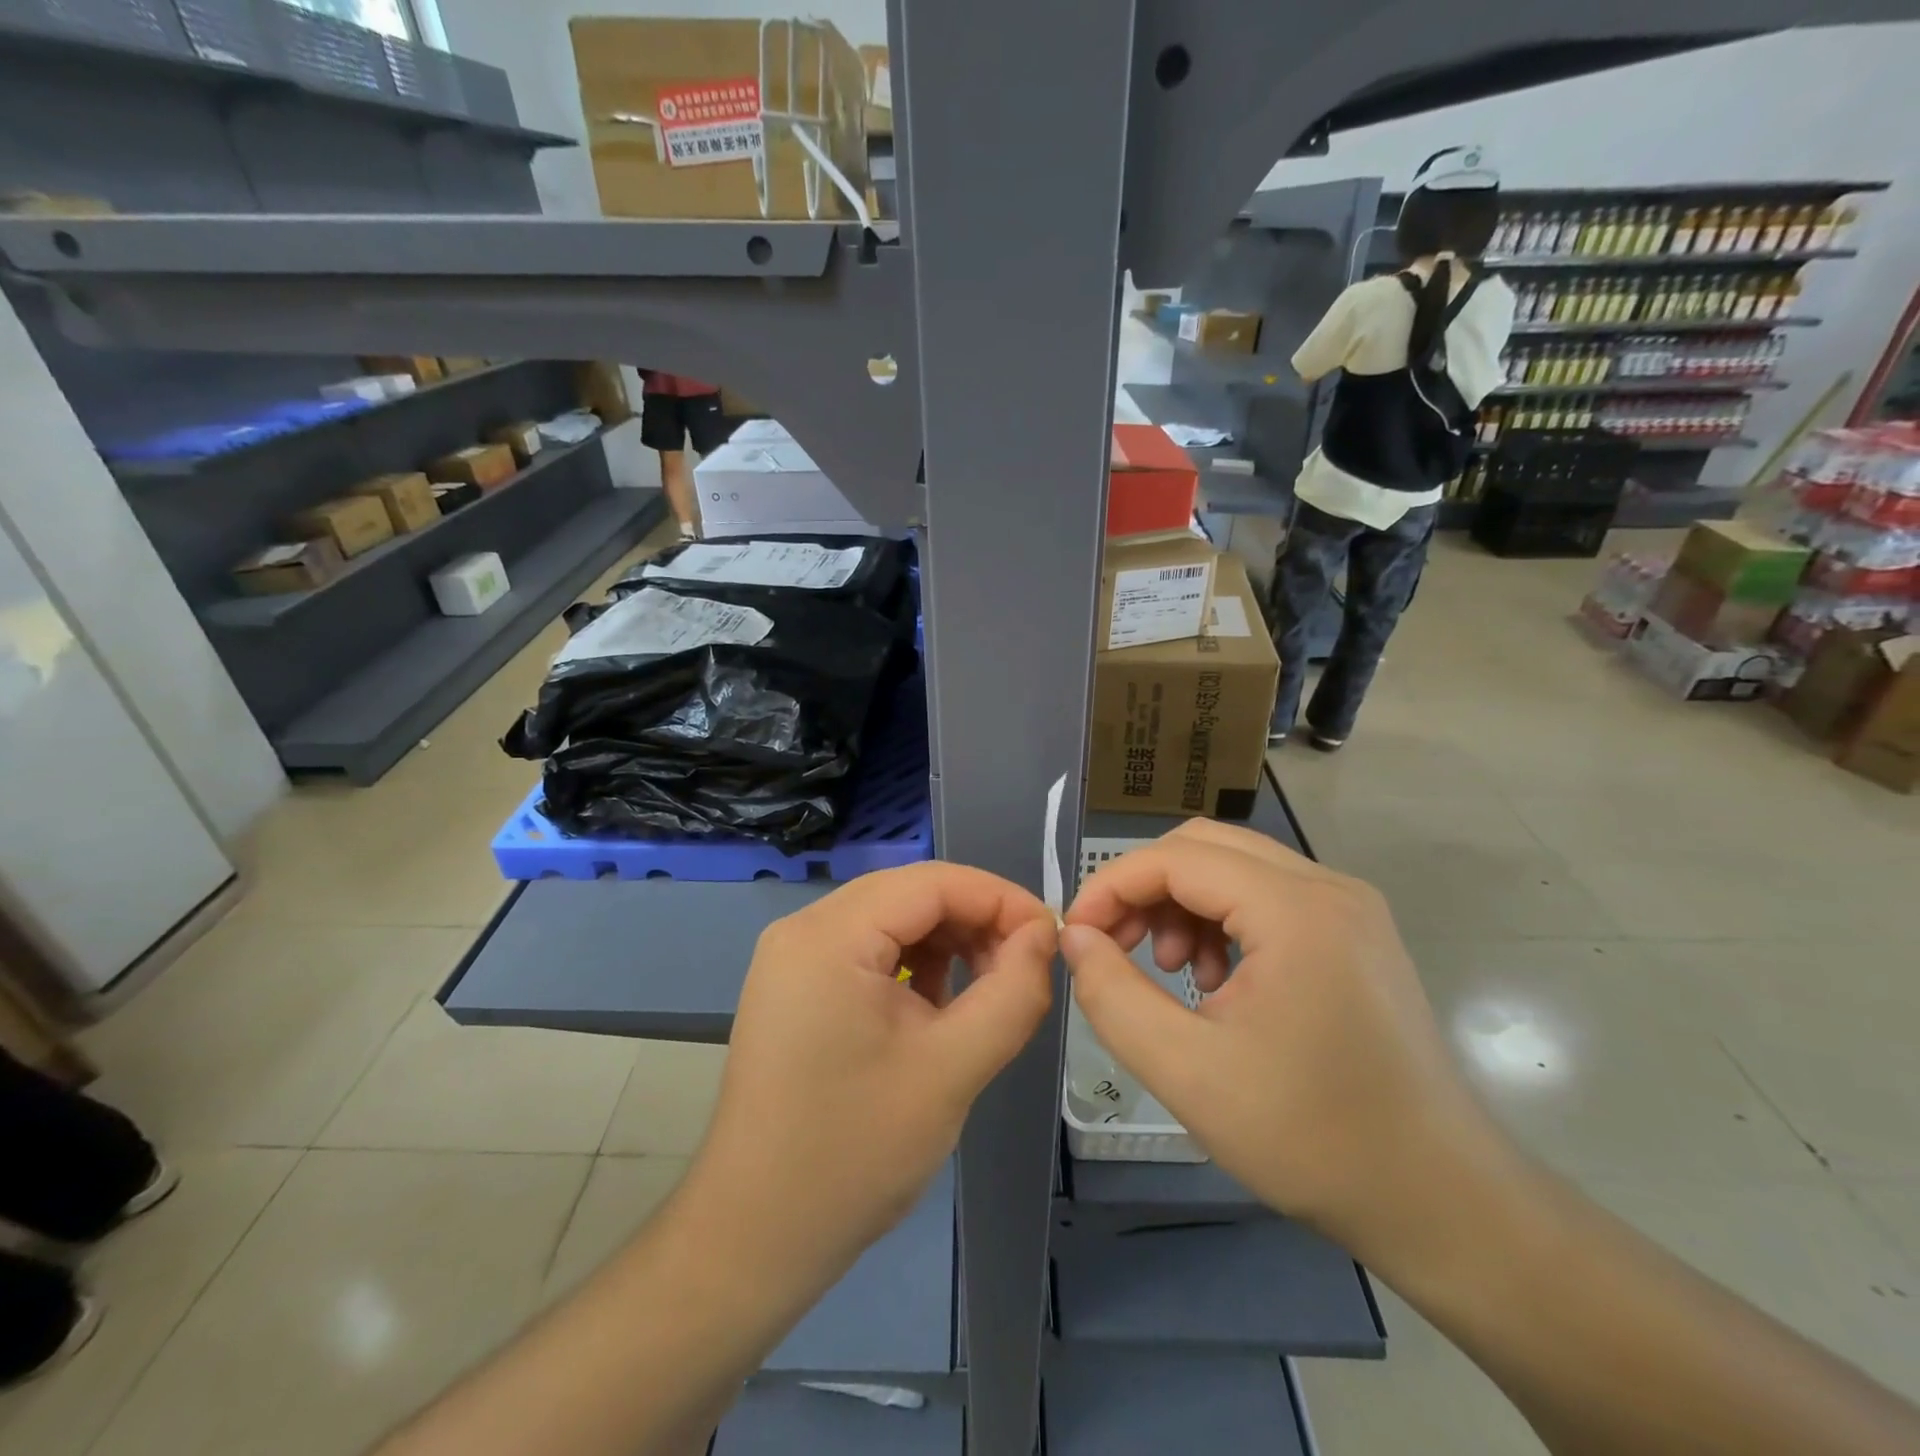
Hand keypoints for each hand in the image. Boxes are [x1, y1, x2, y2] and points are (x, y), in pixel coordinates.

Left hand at [688, 862, 1055, 1287]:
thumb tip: (1042, 937)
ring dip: (948, 942)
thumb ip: (1011, 993)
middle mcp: (804, 929)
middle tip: (1024, 966)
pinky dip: (915, 965)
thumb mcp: (951, 1070)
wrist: (754, 1237)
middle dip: (975, 921)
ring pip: (892, 920)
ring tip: (990, 988)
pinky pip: (869, 951)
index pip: (931, 882)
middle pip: (909, 895)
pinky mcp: (797, 987)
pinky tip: (941, 1004)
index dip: (999, 898)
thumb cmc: (853, 1153)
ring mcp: (794, 958)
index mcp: (829, 936)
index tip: (1049, 937)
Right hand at [1061, 821, 1502, 1255]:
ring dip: (1182, 903)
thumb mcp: (1186, 1072)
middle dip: (1145, 889)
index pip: (1175, 858)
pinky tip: (1216, 982)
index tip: (1076, 935)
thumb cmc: (1311, 1138)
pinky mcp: (1355, 932)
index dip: (1112, 886)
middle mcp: (1328, 886)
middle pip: (1205, 847)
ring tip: (1169, 970)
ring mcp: (1349, 907)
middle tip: (1115, 947)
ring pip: (1235, 867)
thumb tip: (1074, 936)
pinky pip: (1268, 896)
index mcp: (1295, 910)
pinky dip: (1222, 920)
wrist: (1441, 1201)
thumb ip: (1112, 994)